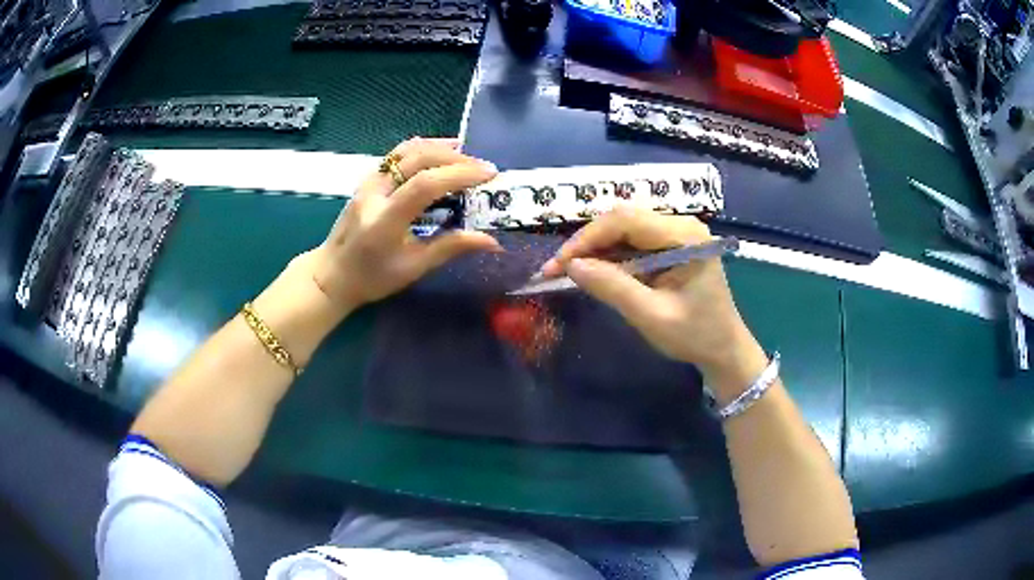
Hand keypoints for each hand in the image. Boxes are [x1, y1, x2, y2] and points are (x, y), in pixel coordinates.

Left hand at [303, 138, 502, 315]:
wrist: (332, 273)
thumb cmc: (372, 278)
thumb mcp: (414, 268)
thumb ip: (451, 248)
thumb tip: (493, 241)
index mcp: (385, 219)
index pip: (424, 184)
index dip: (459, 174)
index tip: (489, 175)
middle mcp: (375, 193)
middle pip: (417, 158)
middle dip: (455, 158)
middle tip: (482, 168)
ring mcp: (368, 182)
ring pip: (406, 150)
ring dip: (439, 148)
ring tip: (466, 155)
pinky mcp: (368, 179)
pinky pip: (397, 155)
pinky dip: (423, 149)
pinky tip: (439, 154)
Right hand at [542, 207, 761, 384]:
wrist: (724, 348)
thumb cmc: (695, 336)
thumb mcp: (651, 316)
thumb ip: (612, 288)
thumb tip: (571, 266)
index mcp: (685, 236)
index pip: (626, 220)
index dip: (587, 238)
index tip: (558, 265)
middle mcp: (682, 224)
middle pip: (623, 219)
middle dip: (587, 243)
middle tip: (558, 270)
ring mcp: (678, 232)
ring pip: (624, 228)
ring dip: (596, 248)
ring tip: (570, 271)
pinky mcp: (672, 243)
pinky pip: (633, 240)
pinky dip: (610, 255)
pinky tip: (595, 270)